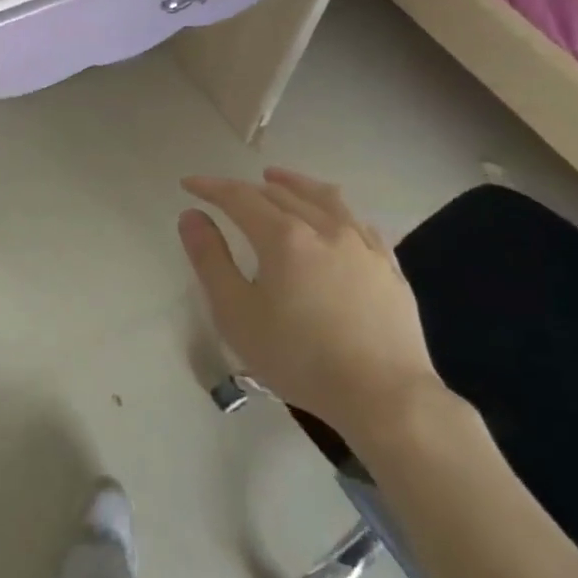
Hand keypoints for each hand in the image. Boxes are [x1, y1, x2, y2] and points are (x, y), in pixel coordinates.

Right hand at [179, 168, 445, 443]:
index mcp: (283, 237)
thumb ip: (210, 259)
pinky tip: (333, 217)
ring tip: (278, 178)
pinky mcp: (388, 268)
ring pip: (324, 198)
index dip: (211, 187)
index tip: (189, 184)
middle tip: (227, 193)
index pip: (239, 197)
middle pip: (280, 193)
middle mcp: (324, 228)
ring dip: (294, 184)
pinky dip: (334, 209)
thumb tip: (191, 215)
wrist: (386, 398)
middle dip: (248, 188)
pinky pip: (357, 222)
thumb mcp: (236, 313)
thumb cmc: (299, 358)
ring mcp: (362, 246)